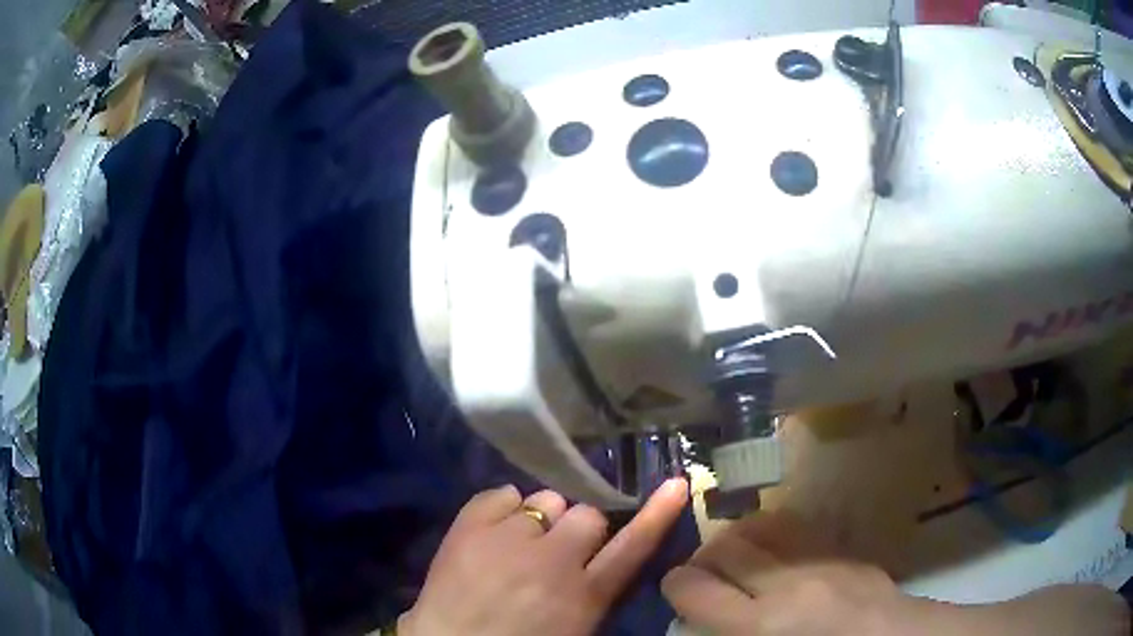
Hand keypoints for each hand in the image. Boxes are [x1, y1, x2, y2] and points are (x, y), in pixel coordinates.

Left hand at [400, 478, 688, 635]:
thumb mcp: (573, 625)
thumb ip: (591, 588)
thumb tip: (594, 552)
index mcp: (585, 595)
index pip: (633, 546)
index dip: (658, 515)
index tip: (678, 484)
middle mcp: (555, 560)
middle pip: (586, 514)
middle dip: (576, 529)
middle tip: (553, 553)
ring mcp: (510, 539)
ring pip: (545, 500)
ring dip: (539, 519)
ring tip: (517, 545)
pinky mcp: (470, 525)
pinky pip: (501, 493)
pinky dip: (500, 509)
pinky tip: (491, 534)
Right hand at [662, 510, 914, 635]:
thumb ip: (730, 634)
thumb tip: (699, 617)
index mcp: (761, 624)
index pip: (694, 589)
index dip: (674, 584)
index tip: (674, 588)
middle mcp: (786, 583)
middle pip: (725, 547)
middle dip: (702, 556)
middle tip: (702, 573)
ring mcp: (819, 559)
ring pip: (761, 525)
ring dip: (737, 537)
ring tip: (735, 555)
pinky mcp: (842, 548)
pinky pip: (795, 526)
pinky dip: (772, 533)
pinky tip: (775, 549)